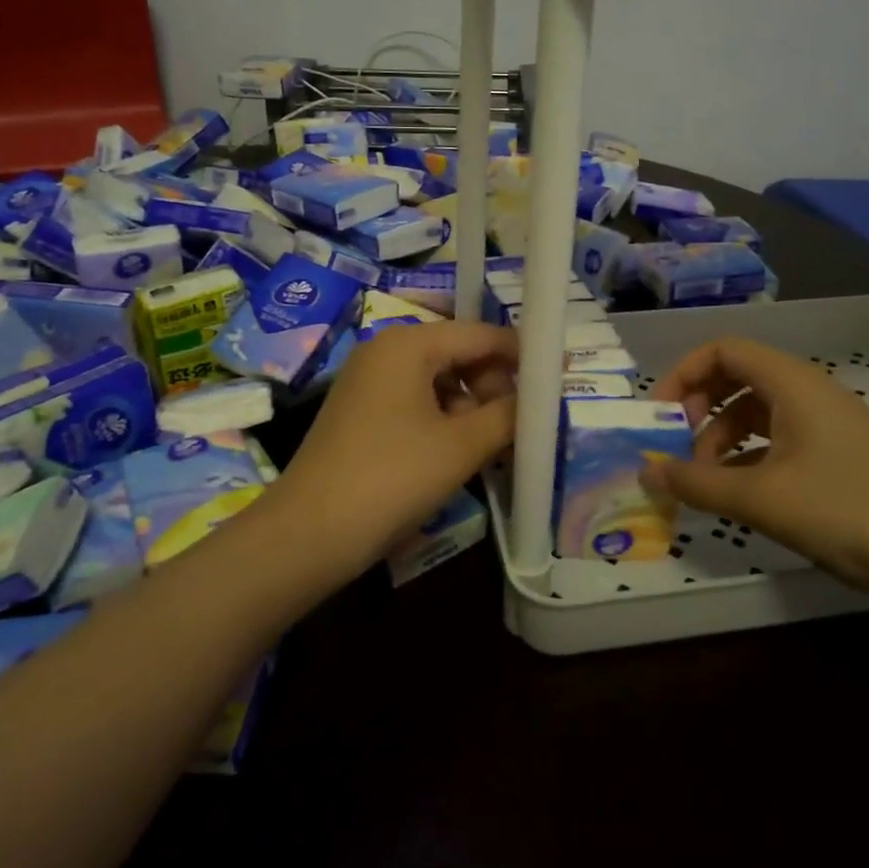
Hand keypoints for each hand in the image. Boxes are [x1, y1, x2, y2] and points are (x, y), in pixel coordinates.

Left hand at [275, 320, 516, 568]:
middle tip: (523, 425)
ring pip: (438, 382)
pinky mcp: (360, 413)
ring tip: (497, 446)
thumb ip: (509, 414)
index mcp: (408, 344)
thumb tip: (540, 398)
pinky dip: (444, 422)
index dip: (522, 355)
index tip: (559, 377)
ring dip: (472, 409)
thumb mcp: (462, 446)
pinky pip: (416, 403)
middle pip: (458, 355)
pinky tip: (460, 454)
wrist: (310, 533)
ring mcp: (368, 383)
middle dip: (495, 386)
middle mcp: (385, 351)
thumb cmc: (392, 477)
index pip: (480, 334)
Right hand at [643, 337, 868, 600]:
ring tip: (704, 481)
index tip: (659, 416)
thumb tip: (645, 471)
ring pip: (757, 411)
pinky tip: (738, 494)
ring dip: (721, 437)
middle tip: (677, 448)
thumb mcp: (760, 498)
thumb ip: (696, 482)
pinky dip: (749, 457)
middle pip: (737, 377)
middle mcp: (809, 392)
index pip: (724, 350)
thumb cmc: (845, 511)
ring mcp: (827, 424)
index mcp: (792, 383)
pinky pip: (779, 439)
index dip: (683, 374)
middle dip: (699, 408)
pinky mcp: (839, 455)